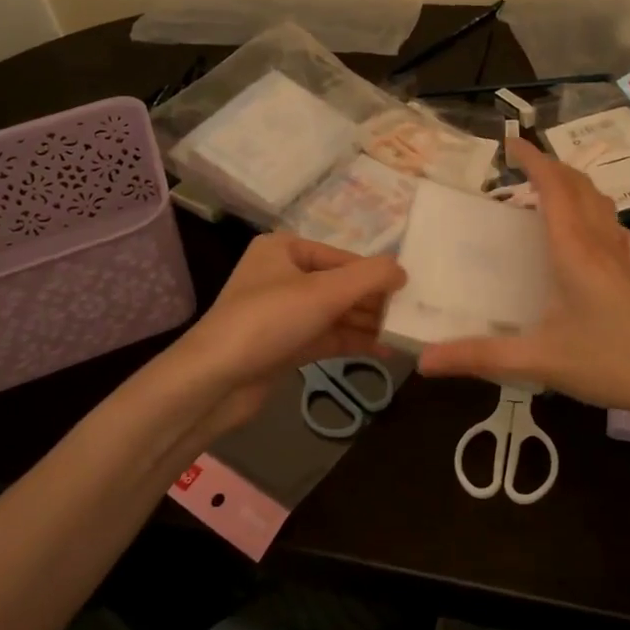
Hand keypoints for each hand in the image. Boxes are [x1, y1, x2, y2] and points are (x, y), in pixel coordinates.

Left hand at [175, 233, 404, 428]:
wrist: (214, 381)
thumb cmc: (268, 321)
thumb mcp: (324, 292)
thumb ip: (370, 277)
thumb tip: (403, 271)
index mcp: (285, 249)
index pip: (344, 258)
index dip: (377, 275)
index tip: (412, 292)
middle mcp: (283, 275)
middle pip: (341, 285)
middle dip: (375, 301)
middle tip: (414, 316)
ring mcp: (283, 312)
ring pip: (336, 313)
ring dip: (368, 323)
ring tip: (406, 334)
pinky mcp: (285, 344)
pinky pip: (328, 337)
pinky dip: (354, 342)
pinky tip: (386, 351)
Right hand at [417, 138, 629, 415]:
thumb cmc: (611, 364)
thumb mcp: (540, 361)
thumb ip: (481, 358)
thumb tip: (423, 360)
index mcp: (574, 252)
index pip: (553, 189)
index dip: (532, 160)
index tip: (508, 143)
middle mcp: (599, 245)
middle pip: (579, 187)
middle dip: (550, 166)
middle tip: (520, 163)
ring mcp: (621, 258)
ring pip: (600, 202)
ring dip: (574, 184)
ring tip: (548, 190)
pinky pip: (613, 227)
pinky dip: (595, 212)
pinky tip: (589, 232)